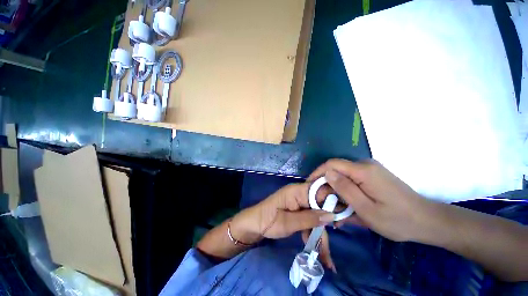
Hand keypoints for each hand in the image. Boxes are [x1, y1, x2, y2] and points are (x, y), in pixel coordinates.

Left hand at [231, 183, 335, 242]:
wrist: (254, 225)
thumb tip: (331, 215)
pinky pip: (310, 219)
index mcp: (297, 191)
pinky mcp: (298, 211)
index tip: (340, 220)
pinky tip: (316, 250)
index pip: (320, 190)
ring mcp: (299, 203)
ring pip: (316, 215)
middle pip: (320, 205)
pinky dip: (312, 233)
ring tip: (325, 257)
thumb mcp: (288, 222)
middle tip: (330, 247)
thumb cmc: (268, 221)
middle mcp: (300, 194)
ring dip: (320, 234)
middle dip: (326, 225)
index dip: (332, 202)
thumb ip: (309, 218)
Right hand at [309, 159, 434, 241]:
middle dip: (326, 185)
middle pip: (336, 170)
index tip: (310, 187)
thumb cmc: (397, 220)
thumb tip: (327, 173)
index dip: (318, 173)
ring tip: (334, 209)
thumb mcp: (366, 209)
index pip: (332, 164)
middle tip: (322, 203)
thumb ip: (345, 189)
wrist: (427, 221)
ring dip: (336, 191)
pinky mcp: (373, 176)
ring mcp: (370, 170)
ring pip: (343, 176)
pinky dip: (345, 192)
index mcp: (363, 171)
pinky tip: (346, 206)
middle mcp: (365, 165)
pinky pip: (352, 181)